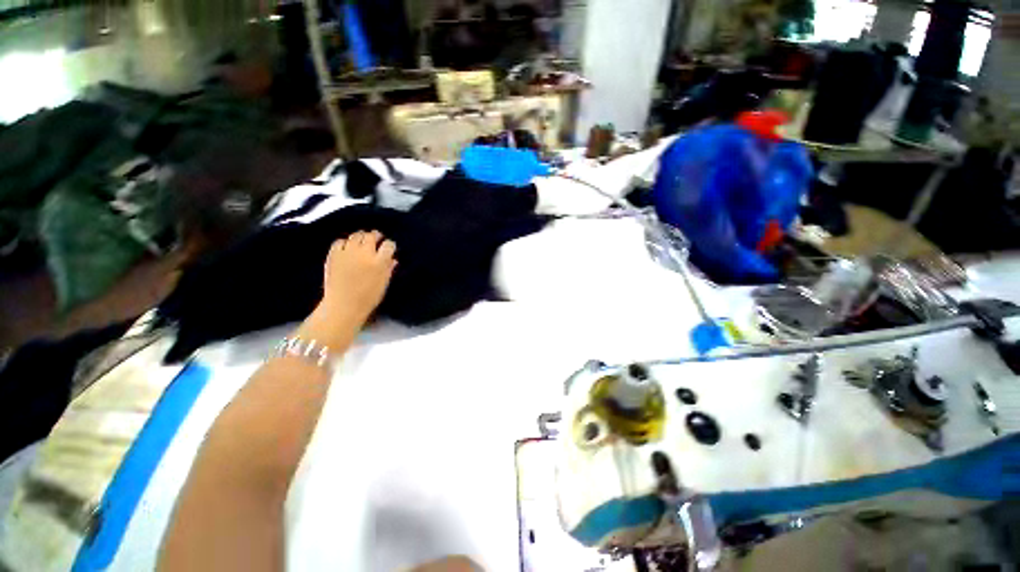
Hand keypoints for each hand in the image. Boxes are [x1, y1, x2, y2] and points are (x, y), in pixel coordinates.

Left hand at [318, 230, 396, 328]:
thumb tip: (392, 259)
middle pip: (371, 236)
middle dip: (376, 236)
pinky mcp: (334, 254)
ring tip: (362, 241)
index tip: (389, 248)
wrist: (343, 306)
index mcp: (379, 262)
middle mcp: (364, 254)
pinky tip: (347, 247)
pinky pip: (340, 241)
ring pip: (356, 235)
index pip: (389, 245)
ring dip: (361, 237)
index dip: (390, 245)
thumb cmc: (368, 297)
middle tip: (377, 239)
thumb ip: (389, 269)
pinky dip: (345, 242)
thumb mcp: (383, 283)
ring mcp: (348, 252)